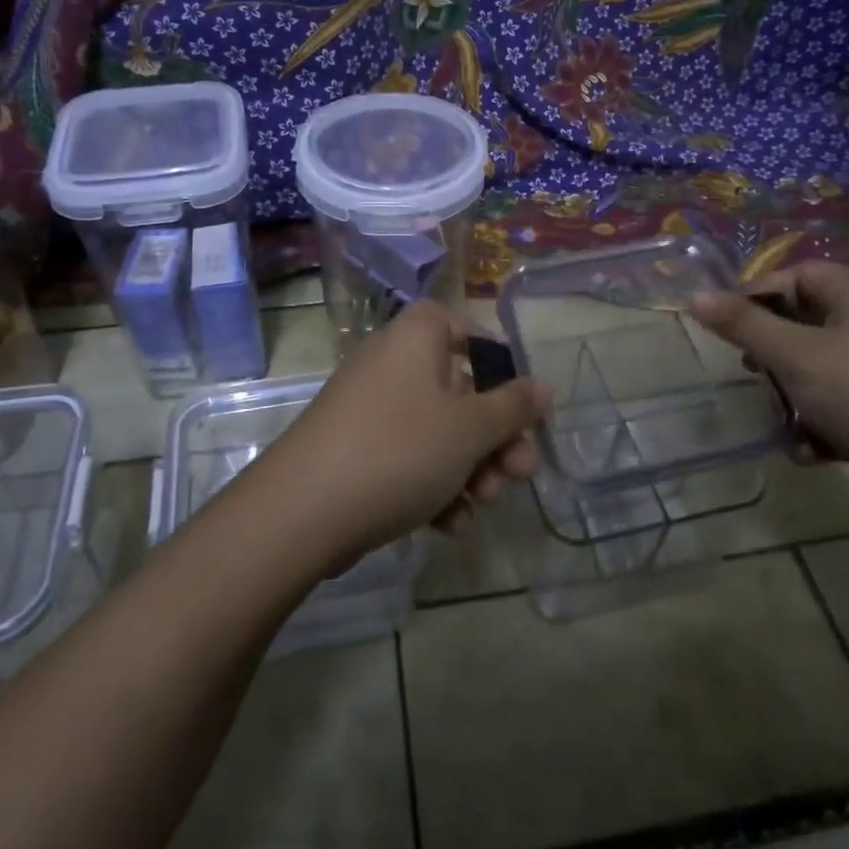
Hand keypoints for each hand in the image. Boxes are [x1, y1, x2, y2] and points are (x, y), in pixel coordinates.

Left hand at [248, 300, 552, 569]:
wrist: (304, 511)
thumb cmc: (400, 449)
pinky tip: (450, 524)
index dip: (490, 353)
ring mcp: (369, 411)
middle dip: (494, 436)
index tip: (517, 394)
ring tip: (485, 504)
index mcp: (414, 339)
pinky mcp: (355, 452)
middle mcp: (390, 366)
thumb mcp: (470, 428)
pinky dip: (433, 486)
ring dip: (470, 468)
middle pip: (456, 389)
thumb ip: (513, 407)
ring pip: (436, 431)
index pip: (456, 324)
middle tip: (522, 472)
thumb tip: (545, 386)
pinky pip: (407, 458)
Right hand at [691, 262, 848, 520]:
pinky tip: (812, 450)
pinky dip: (818, 422)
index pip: (797, 274)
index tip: (728, 326)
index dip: (757, 294)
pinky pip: (837, 402)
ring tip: (785, 422)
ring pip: (815, 368)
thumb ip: (742, 324)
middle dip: (772, 355)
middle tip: (752, 372)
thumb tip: (696, 296)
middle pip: (803, 322)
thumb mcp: (792, 354)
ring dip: (791, 397)